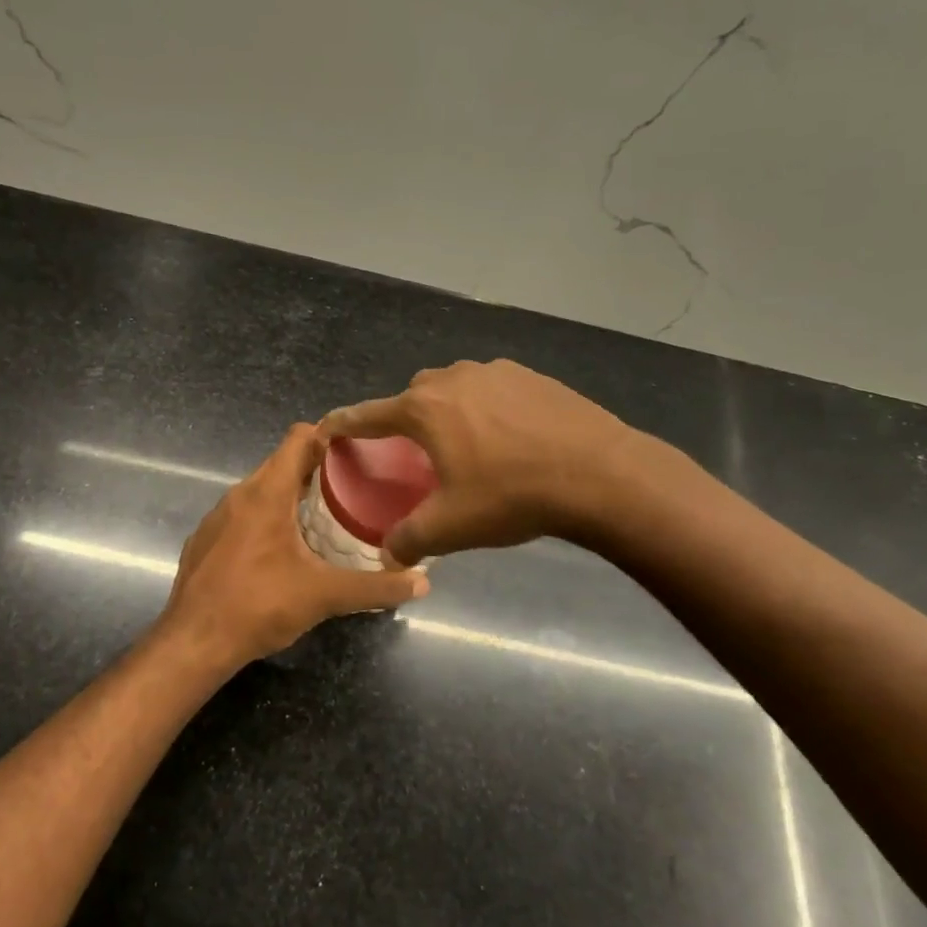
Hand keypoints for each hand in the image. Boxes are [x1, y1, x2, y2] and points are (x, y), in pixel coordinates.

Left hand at [161, 423, 428, 666]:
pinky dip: (265, 519)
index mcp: (267, 493)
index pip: (298, 438)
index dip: (328, 436)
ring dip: (290, 496)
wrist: (192, 644)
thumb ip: (376, 587)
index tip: (357, 451)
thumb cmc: (259, 606)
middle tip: (352, 488)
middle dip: (316, 469)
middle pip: (281, 463)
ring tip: (323, 517)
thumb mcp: (325, 596)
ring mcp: (217, 517)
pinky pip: (241, 515)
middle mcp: (238, 494)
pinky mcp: (204, 540)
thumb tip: (422, 581)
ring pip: (260, 490)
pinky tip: (281, 550)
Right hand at [319, 360, 641, 565]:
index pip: (369, 413)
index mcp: (425, 409)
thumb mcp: (452, 527)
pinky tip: (510, 437)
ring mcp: (497, 372)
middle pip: (414, 395)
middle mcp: (455, 379)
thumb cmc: (512, 496)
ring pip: (456, 387)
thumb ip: (409, 539)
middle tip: (416, 451)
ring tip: (467, 444)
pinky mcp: (533, 377)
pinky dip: (488, 407)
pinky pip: (494, 388)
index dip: (344, 423)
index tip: (327, 428)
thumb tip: (388, 555)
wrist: (598, 474)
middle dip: (406, 417)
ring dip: (449, 409)